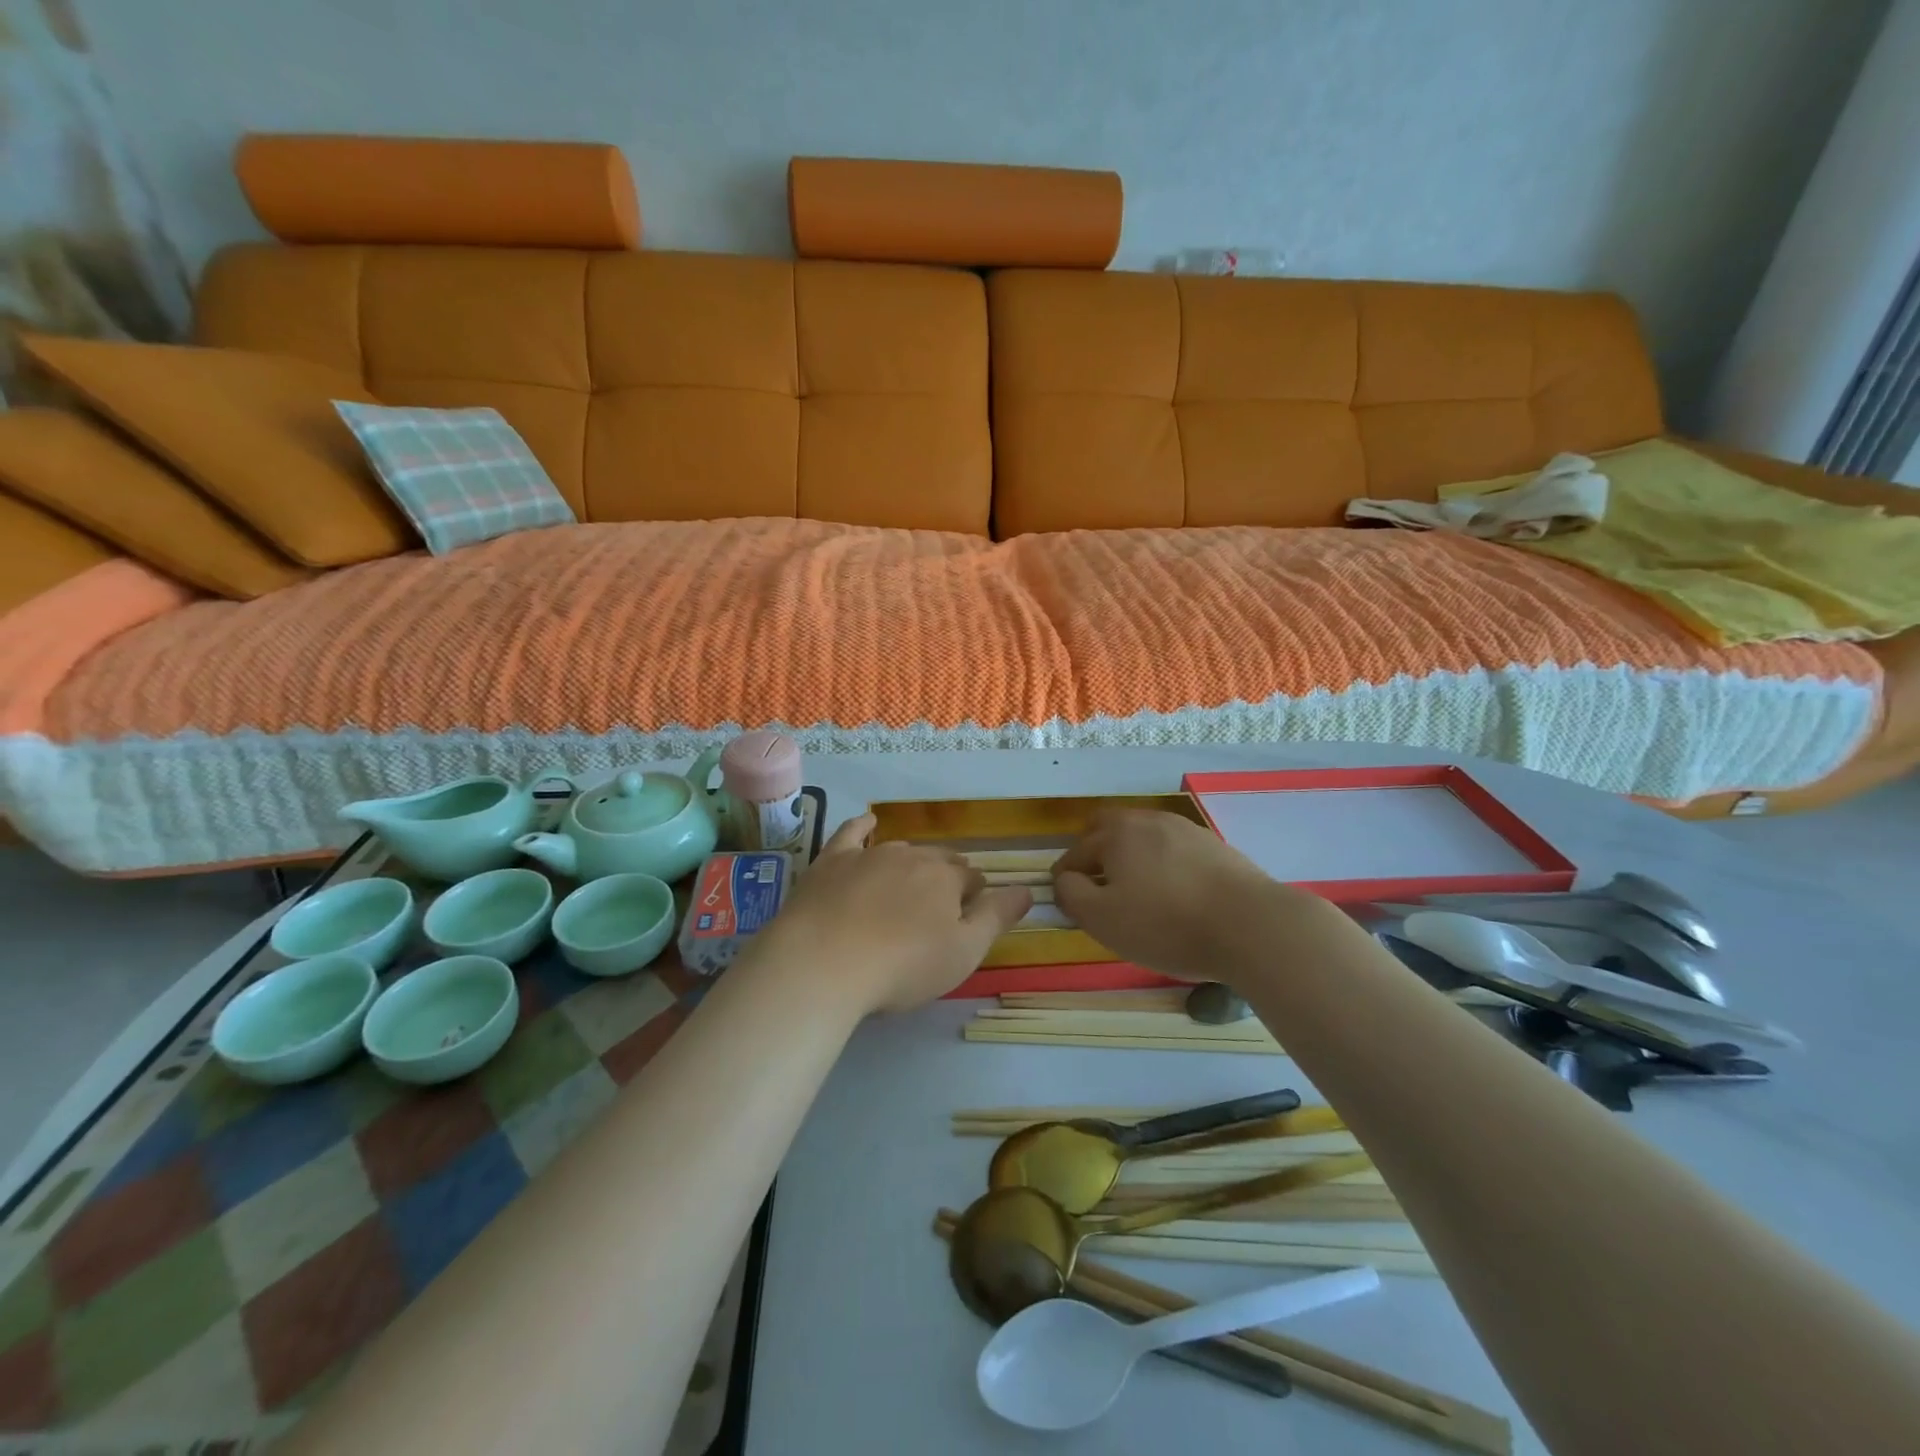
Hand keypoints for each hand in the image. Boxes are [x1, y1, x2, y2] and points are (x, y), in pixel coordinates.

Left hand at [747, 815, 1030, 1013]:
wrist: (823, 962)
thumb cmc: (902, 966)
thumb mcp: (963, 952)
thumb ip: (996, 918)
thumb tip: (1027, 890)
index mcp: (946, 878)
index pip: (972, 879)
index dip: (974, 898)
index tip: (968, 920)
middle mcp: (911, 856)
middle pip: (938, 860)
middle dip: (946, 877)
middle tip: (939, 908)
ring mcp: (869, 855)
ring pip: (901, 850)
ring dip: (912, 863)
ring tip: (909, 884)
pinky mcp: (831, 861)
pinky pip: (852, 833)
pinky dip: (863, 826)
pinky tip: (867, 822)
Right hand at [1053, 809, 1310, 983]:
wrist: (1251, 925)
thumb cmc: (1166, 925)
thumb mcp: (1102, 919)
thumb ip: (1071, 894)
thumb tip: (1065, 879)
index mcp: (1115, 834)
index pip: (1074, 854)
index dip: (1065, 882)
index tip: (1071, 909)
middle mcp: (1147, 821)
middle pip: (1107, 830)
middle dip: (1095, 855)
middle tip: (1099, 891)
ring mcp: (1184, 829)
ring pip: (1143, 838)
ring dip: (1131, 859)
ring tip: (1138, 894)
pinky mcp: (1214, 845)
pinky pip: (1173, 849)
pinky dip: (1163, 865)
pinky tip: (1175, 894)